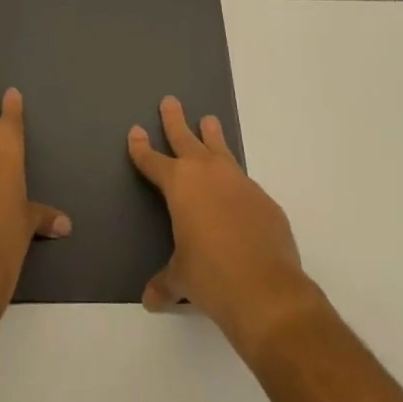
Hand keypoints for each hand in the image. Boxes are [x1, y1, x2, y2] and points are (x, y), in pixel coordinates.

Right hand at [129, 96, 317, 351]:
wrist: (266, 291)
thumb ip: (165, 284)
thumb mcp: (181, 280)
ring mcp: (239, 183)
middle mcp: (208, 174)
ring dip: (212, 135)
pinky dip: (236, 184)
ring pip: (221, 149)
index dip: (141, 148)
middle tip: (170, 100)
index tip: (136, 131)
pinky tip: (237, 195)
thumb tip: (151, 300)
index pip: (153, 161)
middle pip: (186, 138)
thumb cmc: (211, 278)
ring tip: (209, 120)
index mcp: (179, 185)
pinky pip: (244, 183)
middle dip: (175, 120)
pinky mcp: (264, 200)